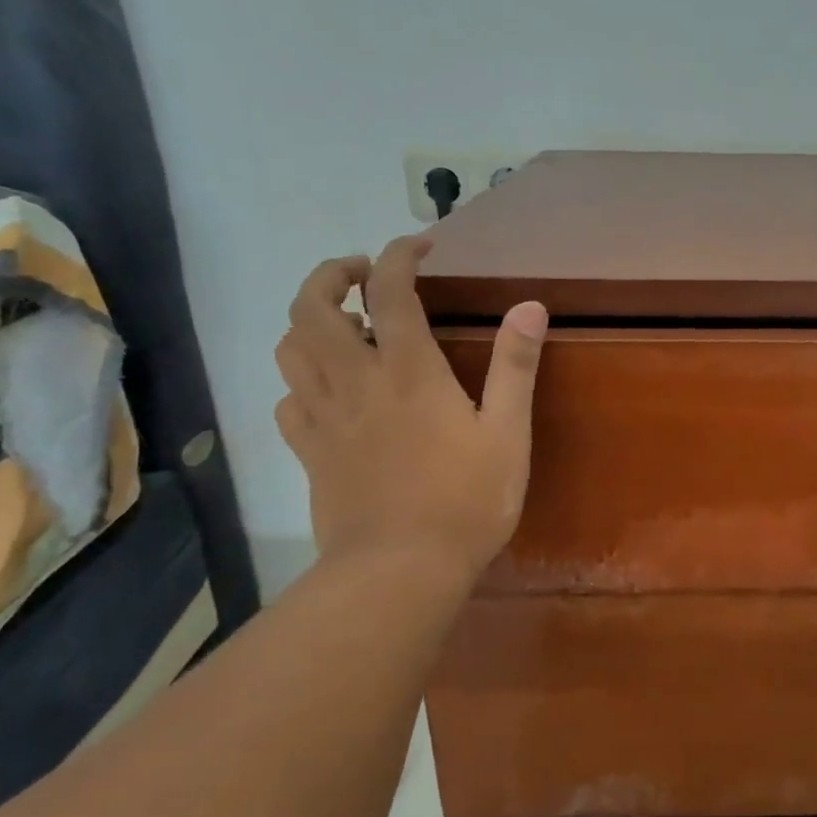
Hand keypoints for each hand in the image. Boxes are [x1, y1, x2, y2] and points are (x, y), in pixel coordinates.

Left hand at [273, 234, 547, 579]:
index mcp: (407, 370)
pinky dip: (301, 380)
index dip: (399, 255)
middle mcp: (355, 381)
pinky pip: (287, 400)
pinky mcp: (310, 452)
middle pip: (312, 307)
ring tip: (342, 325)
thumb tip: (529, 306)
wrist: (399, 570)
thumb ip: (516, 366)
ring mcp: (324, 417)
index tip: (420, 245)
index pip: (390, 290)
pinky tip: (326, 390)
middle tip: (362, 274)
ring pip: (290, 348)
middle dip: (330, 274)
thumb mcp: (507, 433)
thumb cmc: (466, 500)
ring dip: (308, 321)